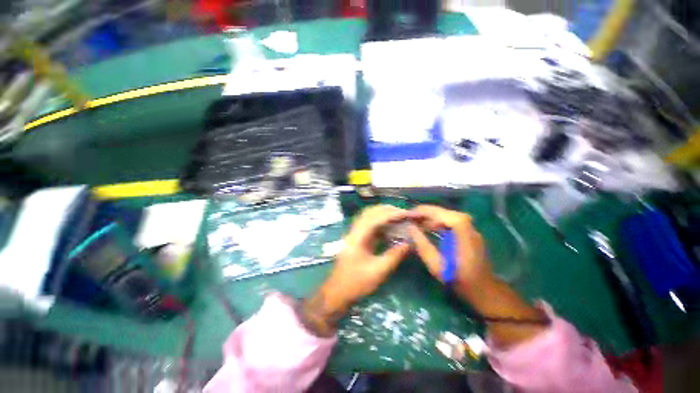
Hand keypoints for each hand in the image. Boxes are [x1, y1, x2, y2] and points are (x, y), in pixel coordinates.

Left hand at [301, 205, 411, 335]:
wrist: (337, 292)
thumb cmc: (356, 283)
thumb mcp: (378, 271)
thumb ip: (394, 256)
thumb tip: (409, 243)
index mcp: (358, 237)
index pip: (376, 218)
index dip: (392, 214)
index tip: (407, 214)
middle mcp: (355, 231)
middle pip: (371, 213)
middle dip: (388, 210)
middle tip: (405, 214)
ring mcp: (355, 234)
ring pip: (370, 217)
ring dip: (385, 215)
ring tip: (400, 217)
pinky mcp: (358, 239)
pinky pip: (370, 226)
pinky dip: (382, 223)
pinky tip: (392, 228)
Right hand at [409, 205, 547, 347]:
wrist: (484, 290)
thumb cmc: (460, 279)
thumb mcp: (436, 265)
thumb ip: (422, 244)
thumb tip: (410, 228)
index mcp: (461, 231)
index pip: (439, 213)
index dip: (422, 212)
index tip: (408, 215)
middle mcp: (467, 224)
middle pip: (442, 211)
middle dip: (423, 212)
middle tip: (409, 216)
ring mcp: (469, 227)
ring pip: (445, 214)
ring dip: (429, 216)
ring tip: (415, 220)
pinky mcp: (468, 231)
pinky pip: (449, 220)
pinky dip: (436, 221)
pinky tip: (427, 226)